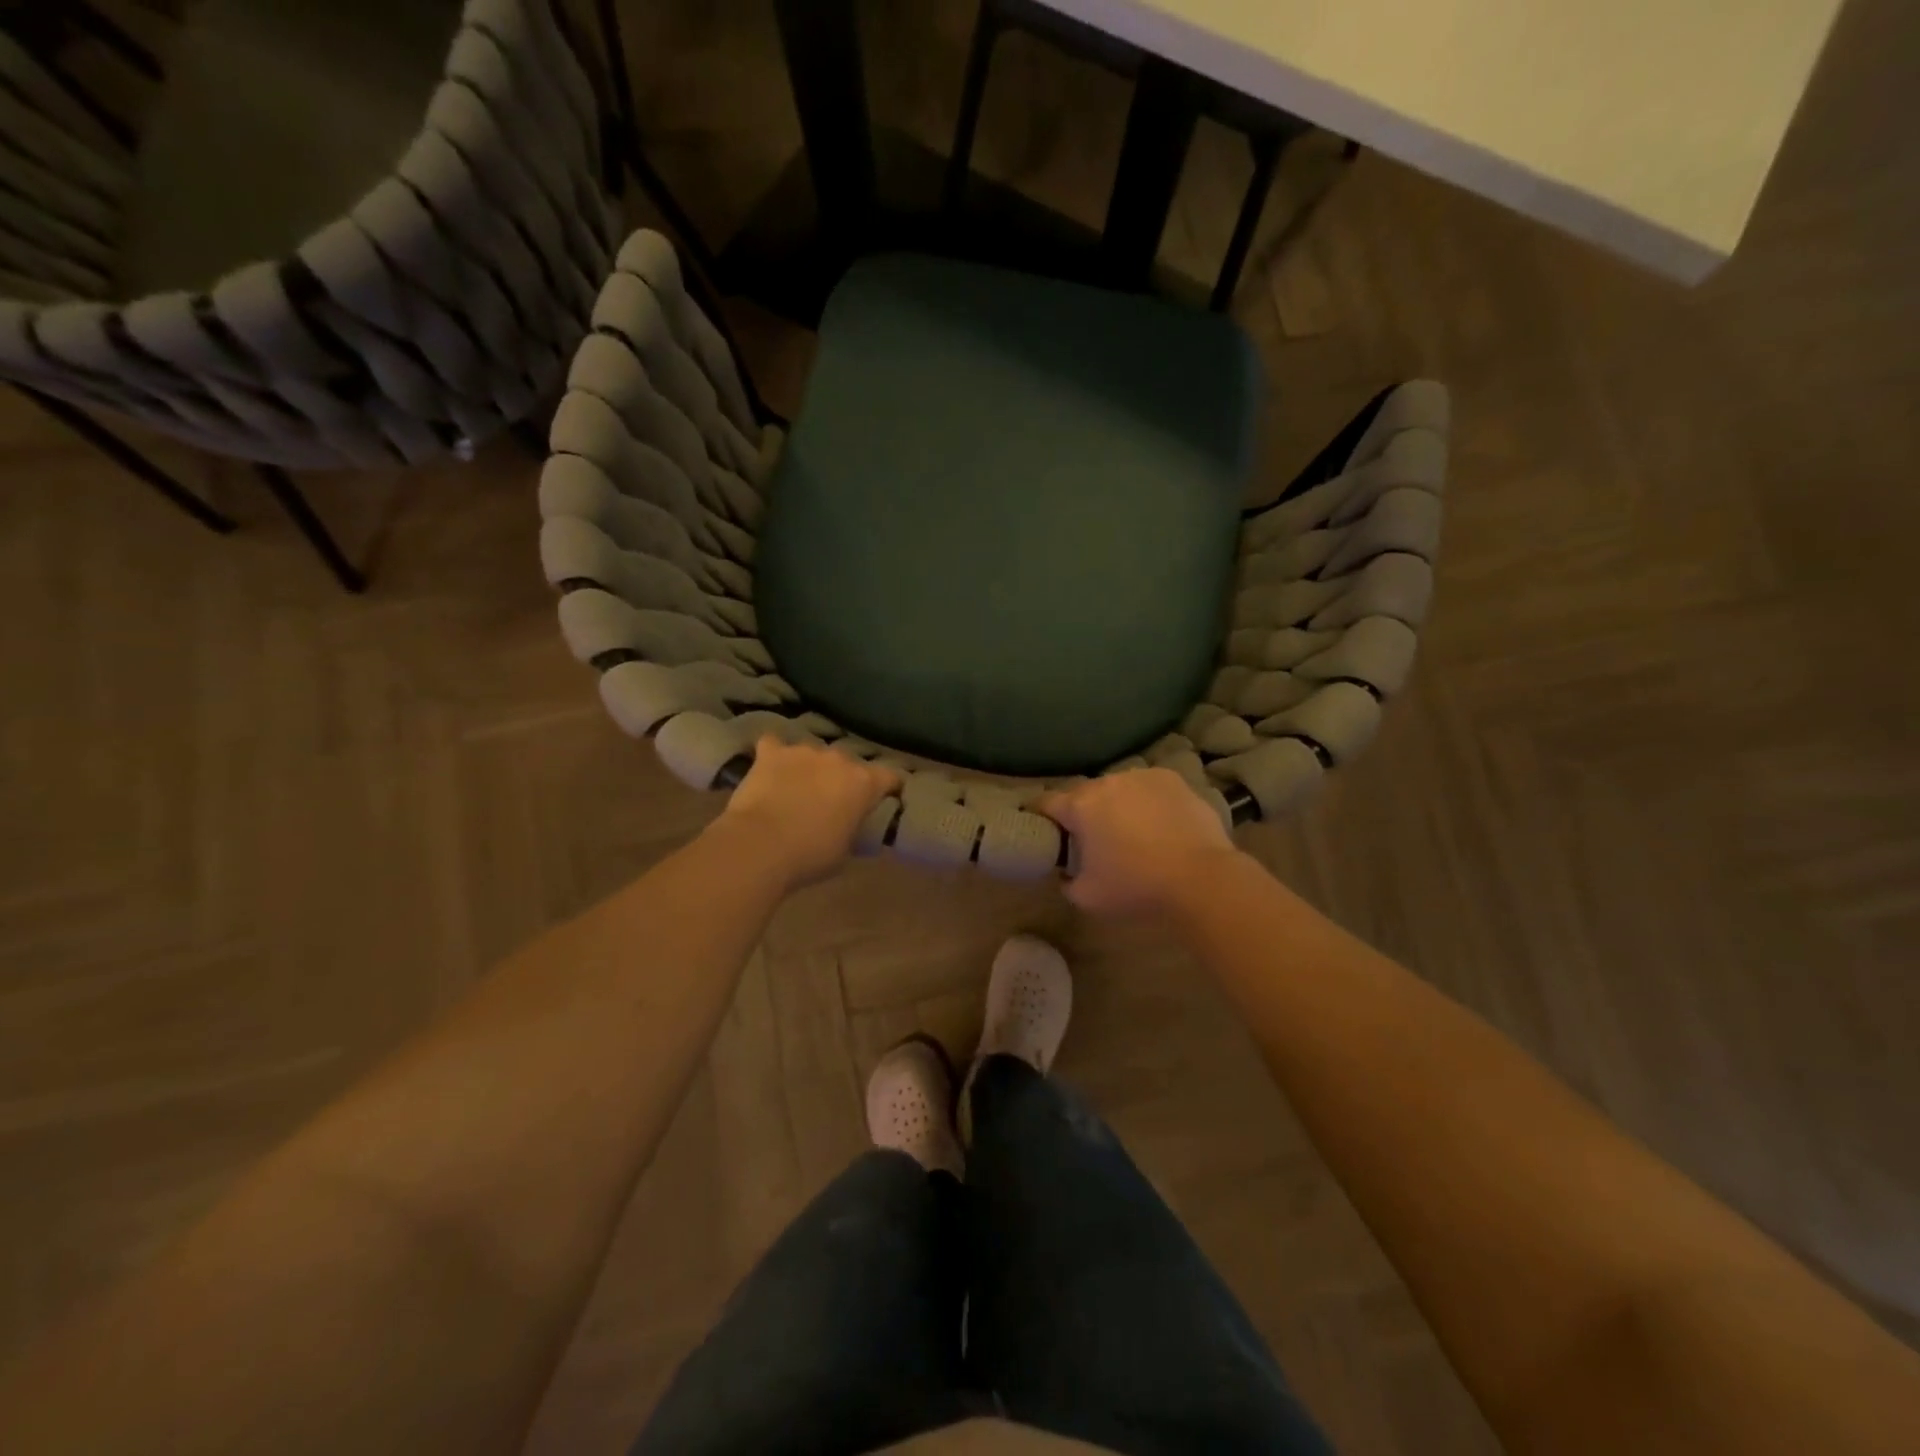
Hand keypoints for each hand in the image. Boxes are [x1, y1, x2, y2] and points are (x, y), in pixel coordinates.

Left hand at [715, 737, 901, 887]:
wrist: (760, 845)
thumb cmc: (811, 854)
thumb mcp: (846, 849)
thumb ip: (854, 828)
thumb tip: (851, 824)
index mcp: (864, 783)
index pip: (890, 777)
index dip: (888, 787)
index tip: (884, 799)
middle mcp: (839, 758)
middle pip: (849, 763)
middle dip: (843, 778)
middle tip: (833, 800)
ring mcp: (804, 751)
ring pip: (814, 754)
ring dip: (810, 767)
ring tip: (798, 787)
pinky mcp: (772, 752)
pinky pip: (775, 746)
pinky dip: (774, 756)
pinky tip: (768, 768)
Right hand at [1036, 768, 1238, 915]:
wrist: (1202, 879)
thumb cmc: (1136, 888)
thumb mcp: (1086, 897)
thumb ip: (1066, 881)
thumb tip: (1067, 872)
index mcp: (1080, 805)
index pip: (1046, 803)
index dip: (1041, 817)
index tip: (1046, 832)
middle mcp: (1107, 782)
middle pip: (1084, 795)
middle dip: (1084, 814)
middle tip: (1094, 840)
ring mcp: (1143, 776)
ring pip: (1119, 789)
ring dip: (1117, 805)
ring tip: (1132, 832)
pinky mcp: (1173, 780)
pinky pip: (1149, 789)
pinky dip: (1148, 802)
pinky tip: (1160, 825)